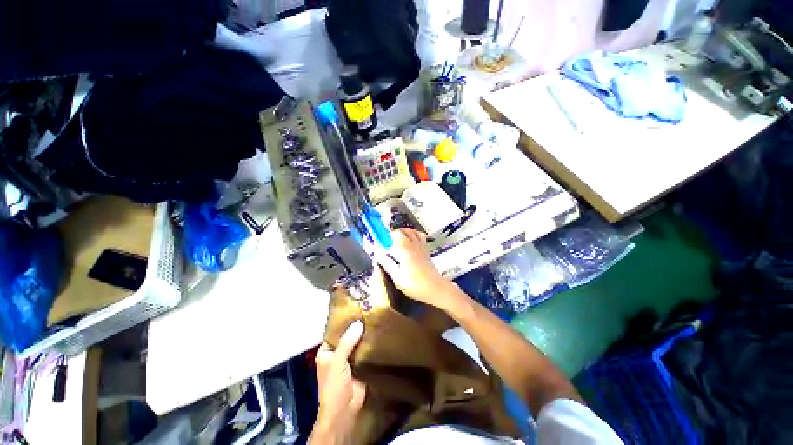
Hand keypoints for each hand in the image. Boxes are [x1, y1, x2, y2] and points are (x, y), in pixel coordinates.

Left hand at [309, 321, 365, 444]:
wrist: (344, 410)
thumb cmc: (334, 386)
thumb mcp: (337, 361)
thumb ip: (347, 342)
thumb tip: (358, 322)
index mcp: (327, 351)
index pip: (335, 332)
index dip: (345, 322)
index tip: (356, 309)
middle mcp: (337, 353)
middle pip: (348, 336)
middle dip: (357, 327)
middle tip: (369, 312)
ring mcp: (349, 359)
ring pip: (357, 343)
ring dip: (364, 335)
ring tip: (375, 319)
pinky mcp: (360, 365)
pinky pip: (365, 351)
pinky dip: (370, 344)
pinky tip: (379, 334)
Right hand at [375, 229, 455, 309]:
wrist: (435, 288)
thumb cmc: (415, 285)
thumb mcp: (397, 277)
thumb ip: (387, 263)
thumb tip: (378, 254)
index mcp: (404, 250)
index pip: (392, 235)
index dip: (383, 237)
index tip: (377, 243)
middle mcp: (412, 244)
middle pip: (401, 231)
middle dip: (391, 235)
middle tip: (385, 244)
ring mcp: (420, 246)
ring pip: (410, 231)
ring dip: (401, 233)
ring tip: (396, 242)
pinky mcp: (425, 250)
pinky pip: (419, 236)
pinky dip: (413, 234)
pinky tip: (409, 242)